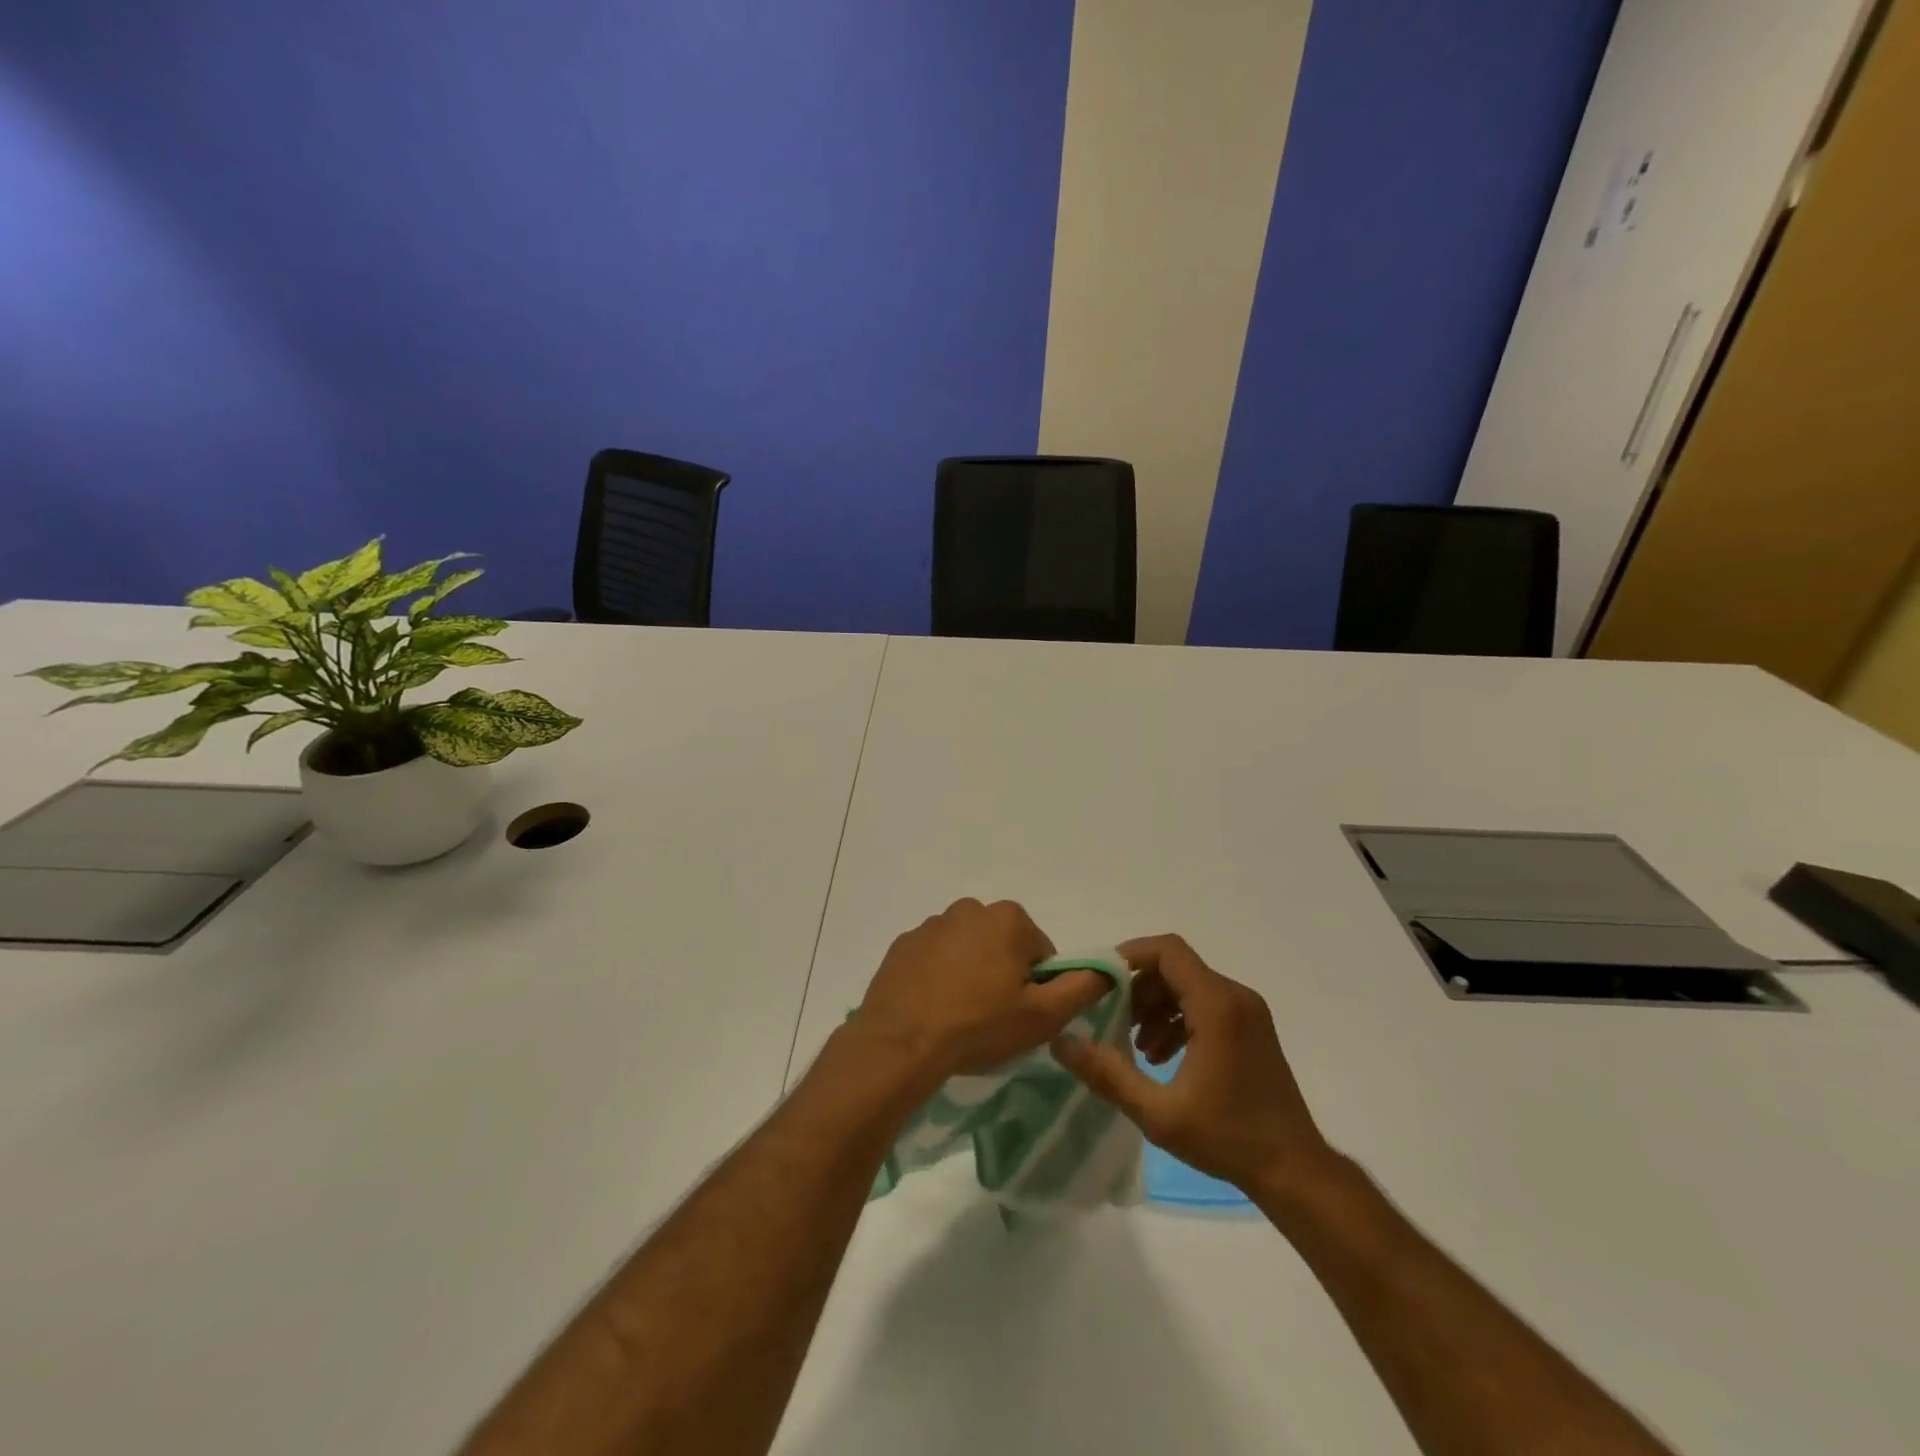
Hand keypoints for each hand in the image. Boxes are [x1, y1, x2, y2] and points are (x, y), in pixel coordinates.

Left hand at [856, 899, 1109, 1085]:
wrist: (901, 1043)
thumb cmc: (980, 1025)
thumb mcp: (1044, 1015)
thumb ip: (1082, 987)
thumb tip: (1108, 967)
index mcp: (1008, 918)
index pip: (1040, 952)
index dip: (1038, 986)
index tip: (1022, 1014)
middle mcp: (970, 908)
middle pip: (1003, 945)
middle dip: (1004, 975)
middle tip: (993, 1017)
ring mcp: (931, 924)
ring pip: (968, 950)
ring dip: (971, 974)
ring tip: (960, 1016)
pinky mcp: (904, 944)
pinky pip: (934, 958)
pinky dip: (939, 977)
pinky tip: (933, 1008)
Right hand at [1051, 934, 1338, 1199]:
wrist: (1295, 1171)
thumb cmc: (1227, 1138)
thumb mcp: (1157, 1113)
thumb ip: (1106, 1073)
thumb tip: (1060, 1041)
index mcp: (1216, 1006)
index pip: (1167, 951)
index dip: (1129, 955)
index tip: (1101, 980)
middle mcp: (1235, 997)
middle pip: (1175, 968)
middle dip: (1138, 988)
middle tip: (1115, 1023)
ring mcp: (1248, 1012)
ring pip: (1189, 985)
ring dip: (1156, 1006)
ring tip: (1137, 1047)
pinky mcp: (1252, 1028)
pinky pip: (1206, 1004)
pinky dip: (1178, 1018)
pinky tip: (1163, 1056)